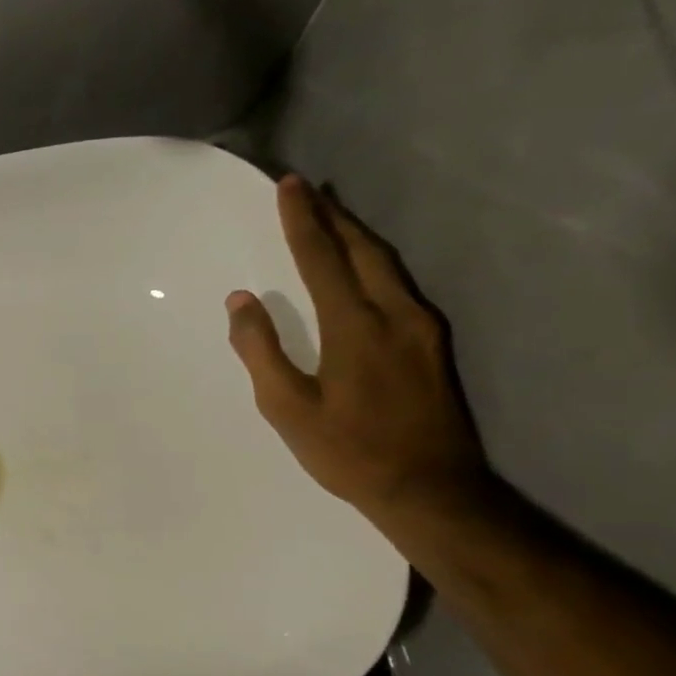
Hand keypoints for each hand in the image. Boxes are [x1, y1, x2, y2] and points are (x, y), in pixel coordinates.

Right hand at [226, 175, 490, 525]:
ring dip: (355, 235)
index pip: (322, 259)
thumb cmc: (347, 451)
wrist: (430, 489)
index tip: (288, 187)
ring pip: (387, 264)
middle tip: (308, 191)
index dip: (302, 221)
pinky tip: (361, 266)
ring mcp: (423, 327)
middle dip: (333, 216)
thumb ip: (261, 350)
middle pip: (362, 250)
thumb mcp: (287, 407)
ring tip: (331, 217)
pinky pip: (399, 284)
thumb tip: (241, 300)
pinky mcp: (433, 343)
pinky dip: (372, 262)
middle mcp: (396, 314)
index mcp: (355, 327)